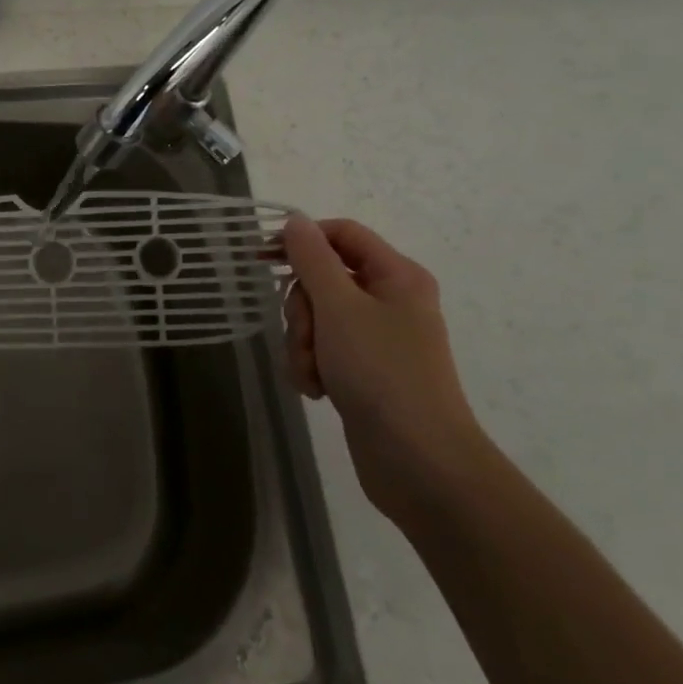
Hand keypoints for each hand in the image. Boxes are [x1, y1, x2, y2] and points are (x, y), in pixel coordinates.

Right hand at [280, 215, 487, 523]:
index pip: (342, 234)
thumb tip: (296, 221)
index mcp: (396, 277)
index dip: (302, 239)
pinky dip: (312, 366)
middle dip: (302, 309)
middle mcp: (390, 301)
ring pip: (317, 318)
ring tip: (314, 373)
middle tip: (307, 335)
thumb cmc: (382, 372)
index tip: (262, 257)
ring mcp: (377, 339)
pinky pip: (323, 351)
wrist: (420, 463)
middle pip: (323, 279)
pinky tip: (317, 390)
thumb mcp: (339, 307)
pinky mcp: (365, 371)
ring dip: (303, 343)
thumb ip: (312, 259)